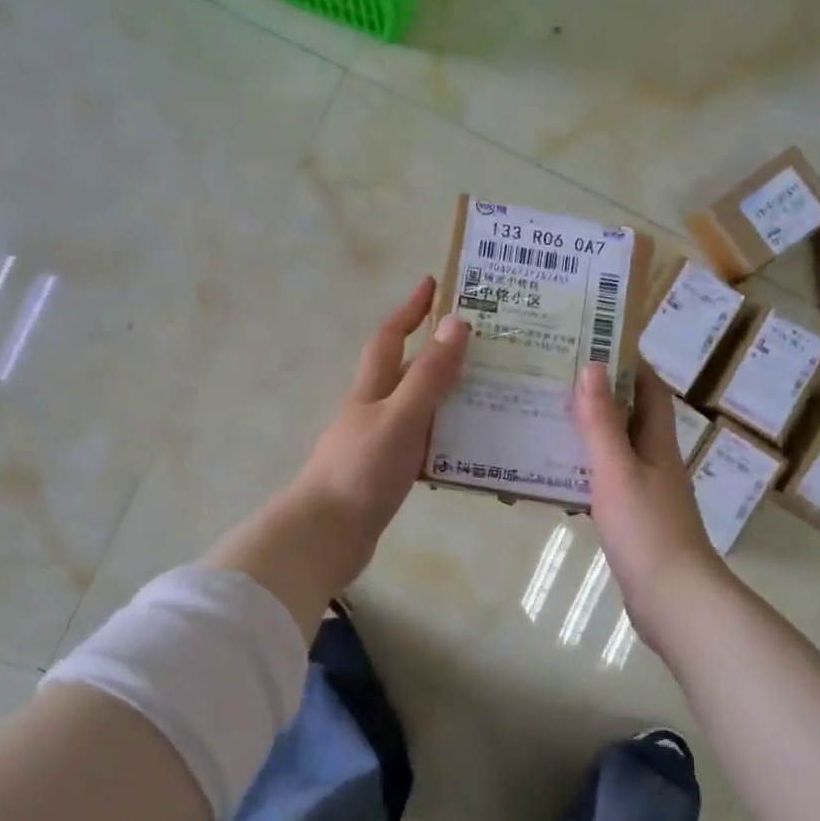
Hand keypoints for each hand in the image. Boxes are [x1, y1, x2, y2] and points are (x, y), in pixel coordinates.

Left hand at [287, 275, 470, 568]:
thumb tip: (456, 322)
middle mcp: (374, 410)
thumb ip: (429, 376)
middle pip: (408, 373)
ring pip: (420, 412)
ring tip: (494, 396)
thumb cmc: (360, 471)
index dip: (410, 309)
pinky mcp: (385, 476)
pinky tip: (472, 452)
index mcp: (371, 389)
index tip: (433, 284)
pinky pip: (423, 448)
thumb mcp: (400, 417)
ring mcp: (378, 444)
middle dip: (440, 354)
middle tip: (486, 345)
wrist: (325, 536)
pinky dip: (446, 443)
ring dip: (450, 401)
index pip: (391, 337)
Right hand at [573, 361, 724, 640]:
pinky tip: (555, 478)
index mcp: (658, 443)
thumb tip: (592, 366)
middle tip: (555, 380)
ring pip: (616, 452)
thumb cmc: (646, 528)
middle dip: (599, 397)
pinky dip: (584, 474)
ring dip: (588, 435)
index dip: (628, 365)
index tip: (594, 343)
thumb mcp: (616, 470)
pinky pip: (606, 485)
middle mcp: (656, 462)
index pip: (649, 391)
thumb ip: (601, 422)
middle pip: (630, 419)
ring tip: (546, 420)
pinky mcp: (635, 522)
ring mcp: (647, 494)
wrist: (673, 599)